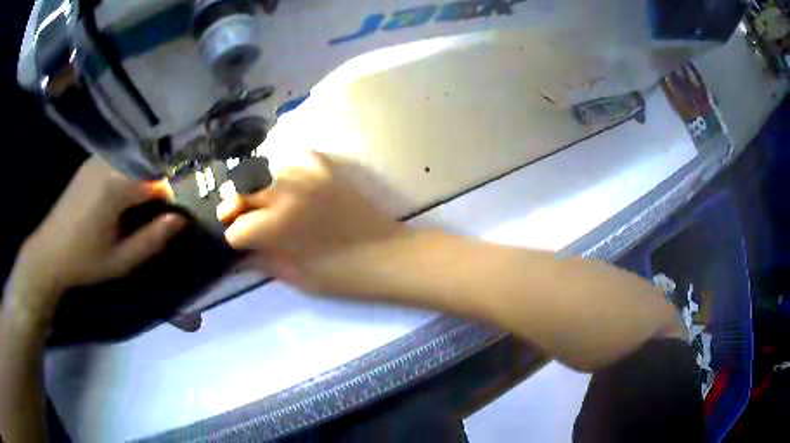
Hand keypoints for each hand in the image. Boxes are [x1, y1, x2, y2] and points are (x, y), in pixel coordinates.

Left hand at [7, 157, 185, 324]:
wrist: (49, 252)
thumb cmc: (84, 261)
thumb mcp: (121, 261)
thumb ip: (152, 239)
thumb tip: (182, 219)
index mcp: (116, 186)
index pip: (160, 177)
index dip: (177, 190)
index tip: (185, 208)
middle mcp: (109, 162)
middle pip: (150, 160)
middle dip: (166, 177)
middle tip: (174, 201)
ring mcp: (99, 158)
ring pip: (137, 155)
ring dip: (151, 171)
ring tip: (157, 195)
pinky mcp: (92, 161)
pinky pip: (122, 156)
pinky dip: (135, 167)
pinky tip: (134, 187)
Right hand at [218, 152, 405, 294]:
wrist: (389, 256)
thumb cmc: (344, 276)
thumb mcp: (298, 277)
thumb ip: (265, 261)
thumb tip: (243, 254)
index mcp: (276, 226)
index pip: (236, 228)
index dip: (235, 239)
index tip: (241, 245)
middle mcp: (285, 193)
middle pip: (243, 194)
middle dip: (238, 210)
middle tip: (244, 222)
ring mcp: (307, 176)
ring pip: (265, 173)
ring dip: (260, 189)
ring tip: (267, 204)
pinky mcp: (327, 169)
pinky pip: (297, 157)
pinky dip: (288, 168)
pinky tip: (291, 183)